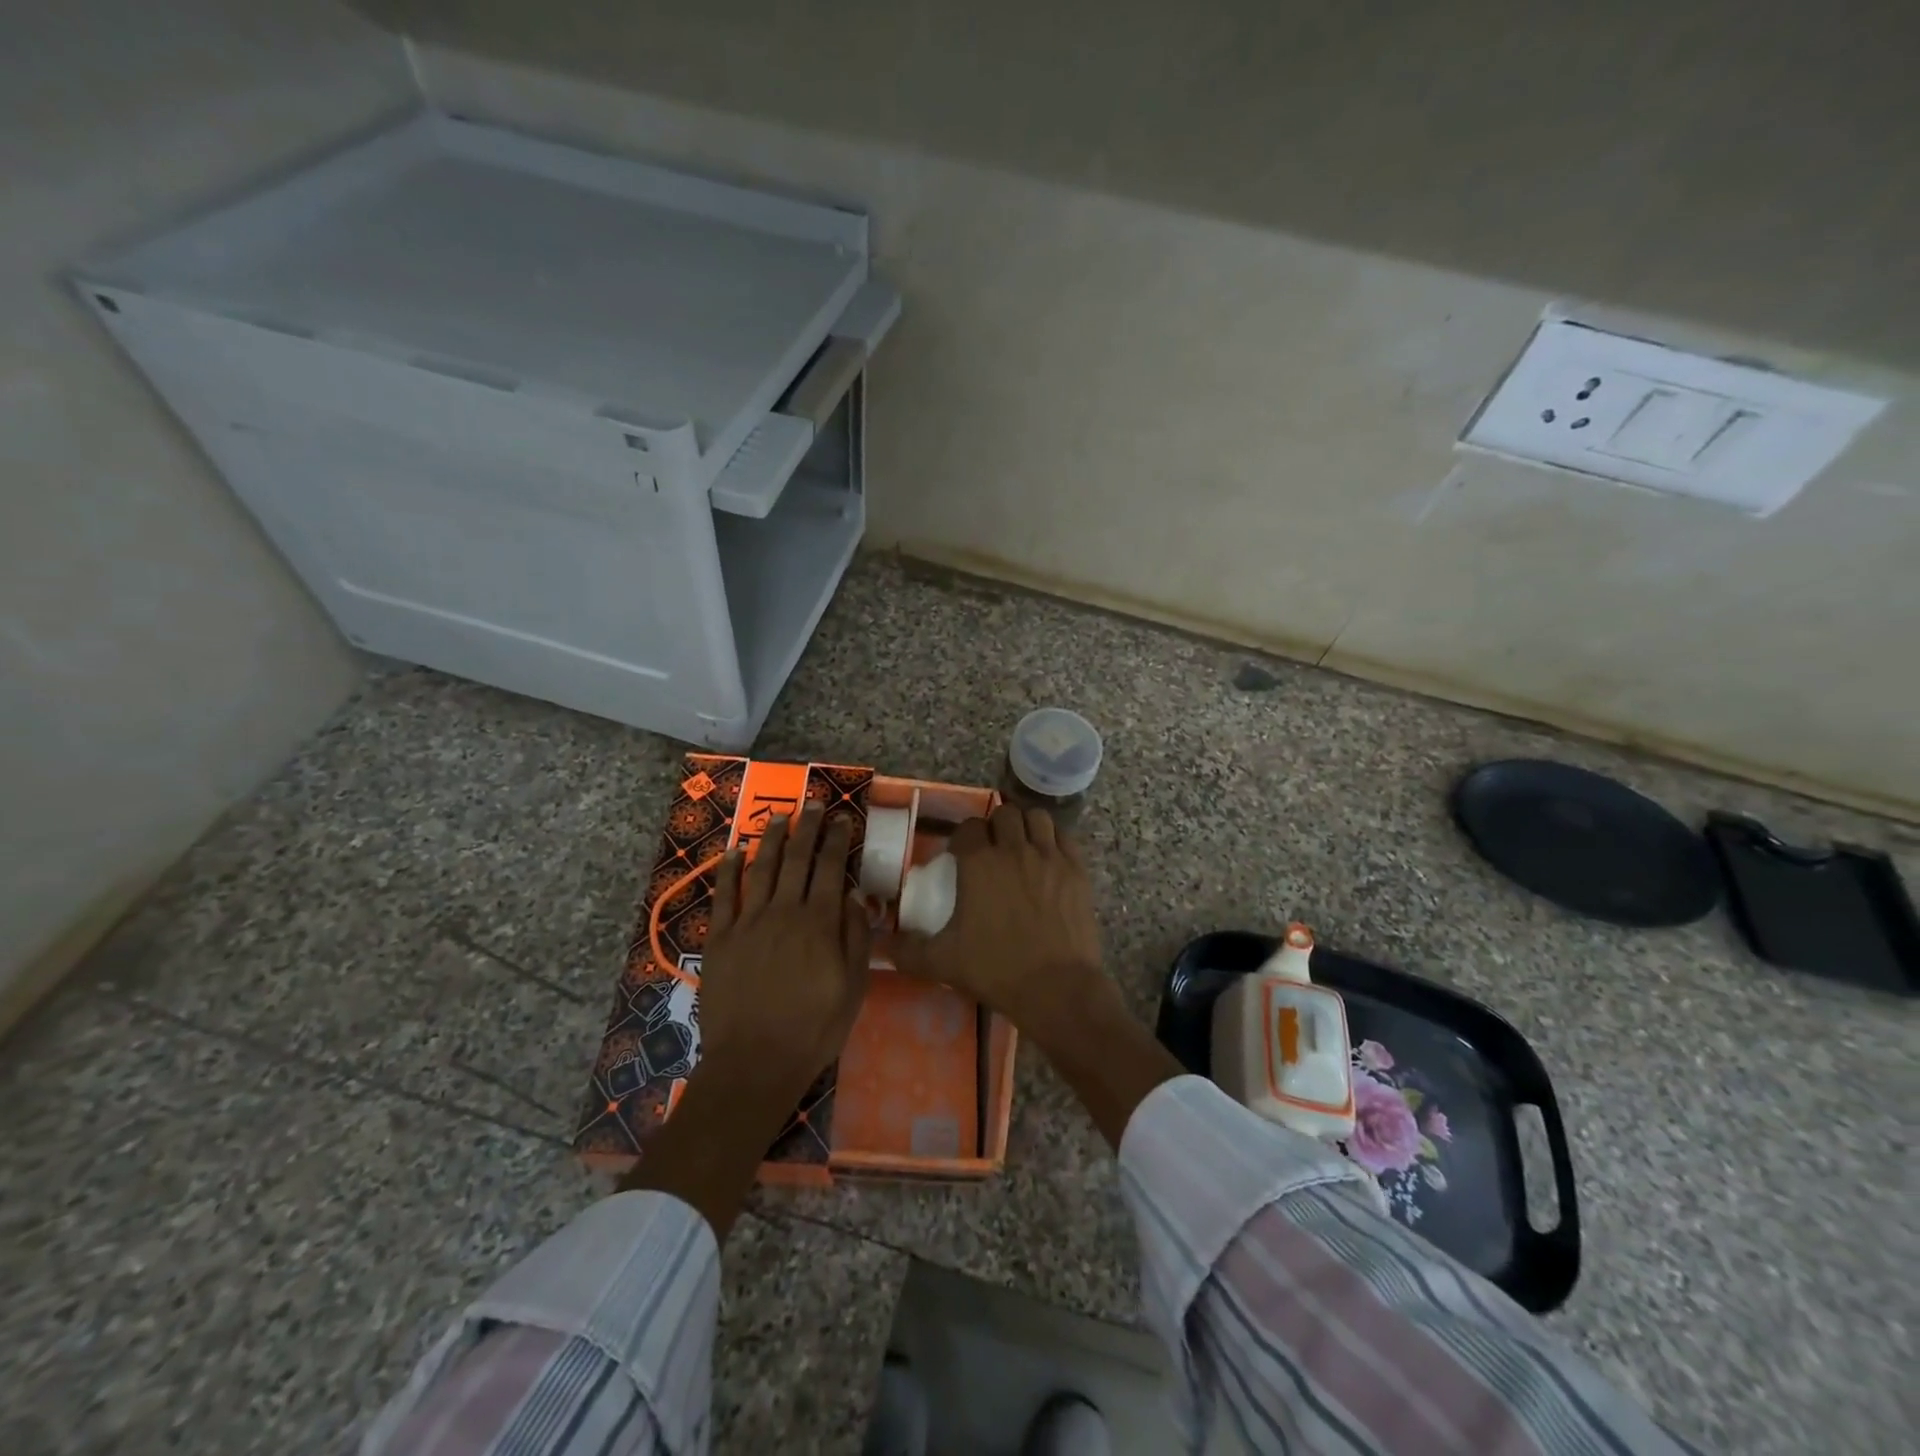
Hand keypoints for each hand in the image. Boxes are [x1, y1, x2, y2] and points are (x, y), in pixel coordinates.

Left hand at [699, 804, 870, 1092]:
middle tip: (814, 803)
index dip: (837, 840)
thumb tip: (854, 896)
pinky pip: (724, 895)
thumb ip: (855, 937)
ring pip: (762, 868)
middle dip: (808, 827)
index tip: (842, 818)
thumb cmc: (814, 1028)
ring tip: (781, 816)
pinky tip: (734, 850)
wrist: (755, 1062)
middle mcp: (784, 912)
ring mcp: (748, 922)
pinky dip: (729, 869)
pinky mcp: (720, 938)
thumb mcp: (853, 987)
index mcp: (820, 923)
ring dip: (772, 839)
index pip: (831, 868)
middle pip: (798, 859)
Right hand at [890, 803, 1107, 1049]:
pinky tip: (1047, 856)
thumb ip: (907, 951)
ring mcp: (1050, 856)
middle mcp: (1014, 849)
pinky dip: (1053, 838)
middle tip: (990, 850)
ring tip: (1020, 845)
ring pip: (1036, 817)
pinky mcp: (1077, 869)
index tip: (960, 856)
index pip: (968, 828)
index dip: (962, 838)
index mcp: (979, 863)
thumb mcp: (942, 962)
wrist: (1057, 988)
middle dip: (994, 826)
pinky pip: (1064, 836)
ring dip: (1025, 825)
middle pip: (1003, 815)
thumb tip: (881, 945)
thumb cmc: (996, 970)